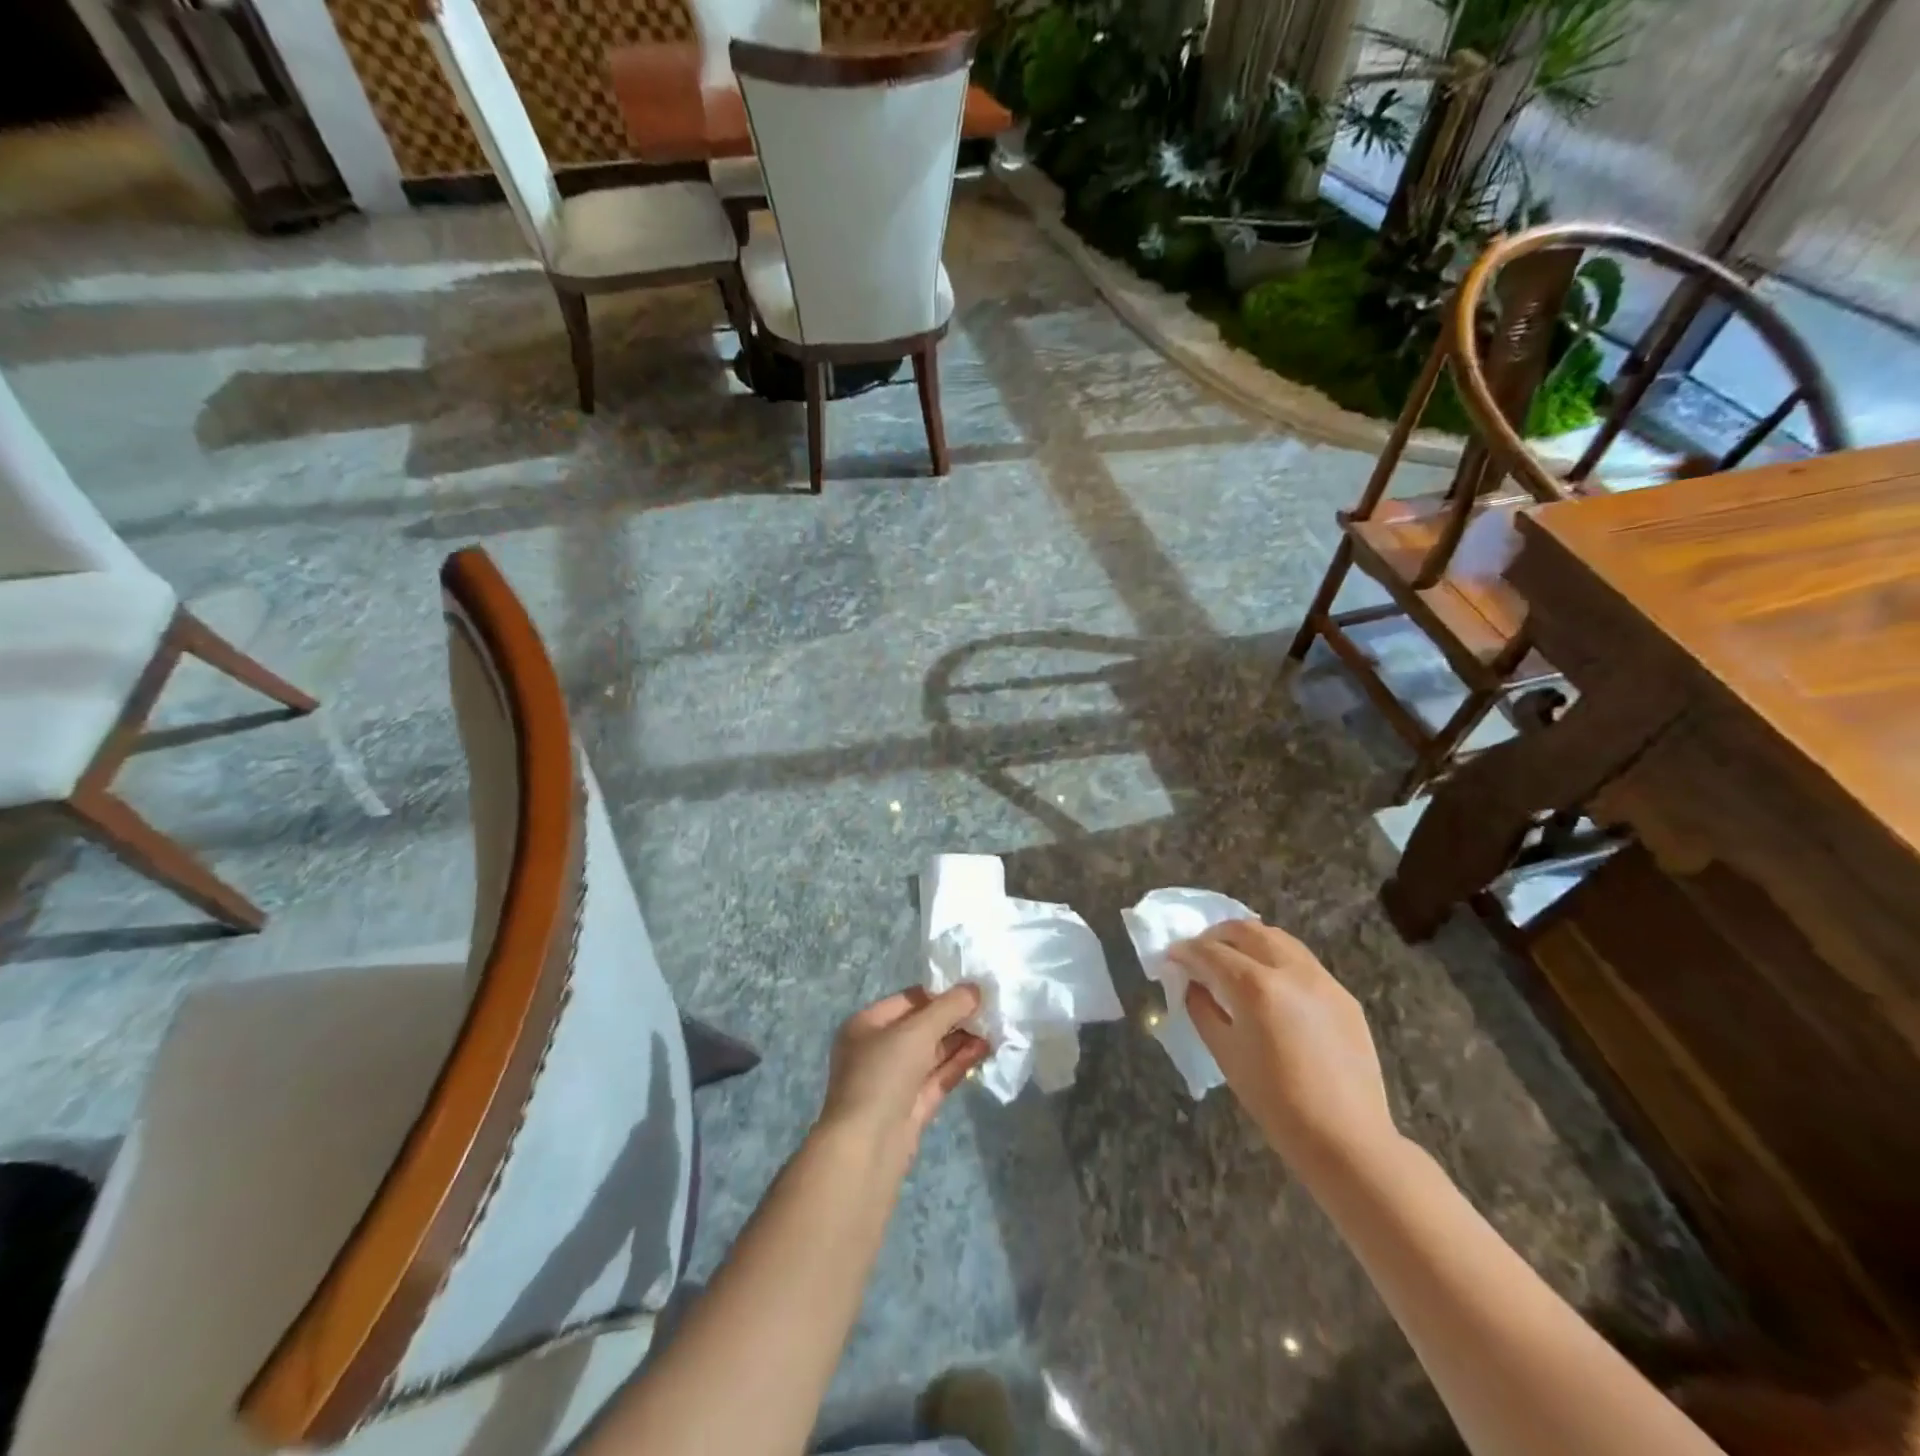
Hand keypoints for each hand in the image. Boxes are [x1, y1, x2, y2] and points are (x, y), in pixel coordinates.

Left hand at [818, 986, 989, 1162]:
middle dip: (954, 1018)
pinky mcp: (912, 1106)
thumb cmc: (883, 1074)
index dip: (941, 993)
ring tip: (994, 1027)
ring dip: (961, 1040)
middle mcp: (877, 1050)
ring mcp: (895, 1080)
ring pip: (933, 1053)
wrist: (867, 1147)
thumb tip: (975, 987)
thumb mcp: (917, 1031)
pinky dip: (959, 1063)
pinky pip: (938, 1076)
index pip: (909, 1000)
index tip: (973, 989)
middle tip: (989, 1009)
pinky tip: (984, 1049)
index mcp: (866, 1025)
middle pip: (922, 1026)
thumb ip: (948, 1007)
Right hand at [1170, 919, 1399, 1177]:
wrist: (1346, 1138)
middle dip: (1217, 935)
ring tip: (1234, 960)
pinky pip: (1302, 962)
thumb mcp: (1225, 1053)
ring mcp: (1322, 979)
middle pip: (1246, 930)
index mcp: (1255, 987)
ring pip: (1278, 938)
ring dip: (1249, 940)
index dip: (1186, 951)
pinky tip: (1270, 986)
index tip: (1172, 956)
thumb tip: (1192, 983)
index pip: (1210, 952)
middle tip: (1201, 952)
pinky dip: (1277, 960)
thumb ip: (1202, 1008)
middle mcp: (1290, 971)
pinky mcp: (1343, 994)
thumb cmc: (1275, 1102)